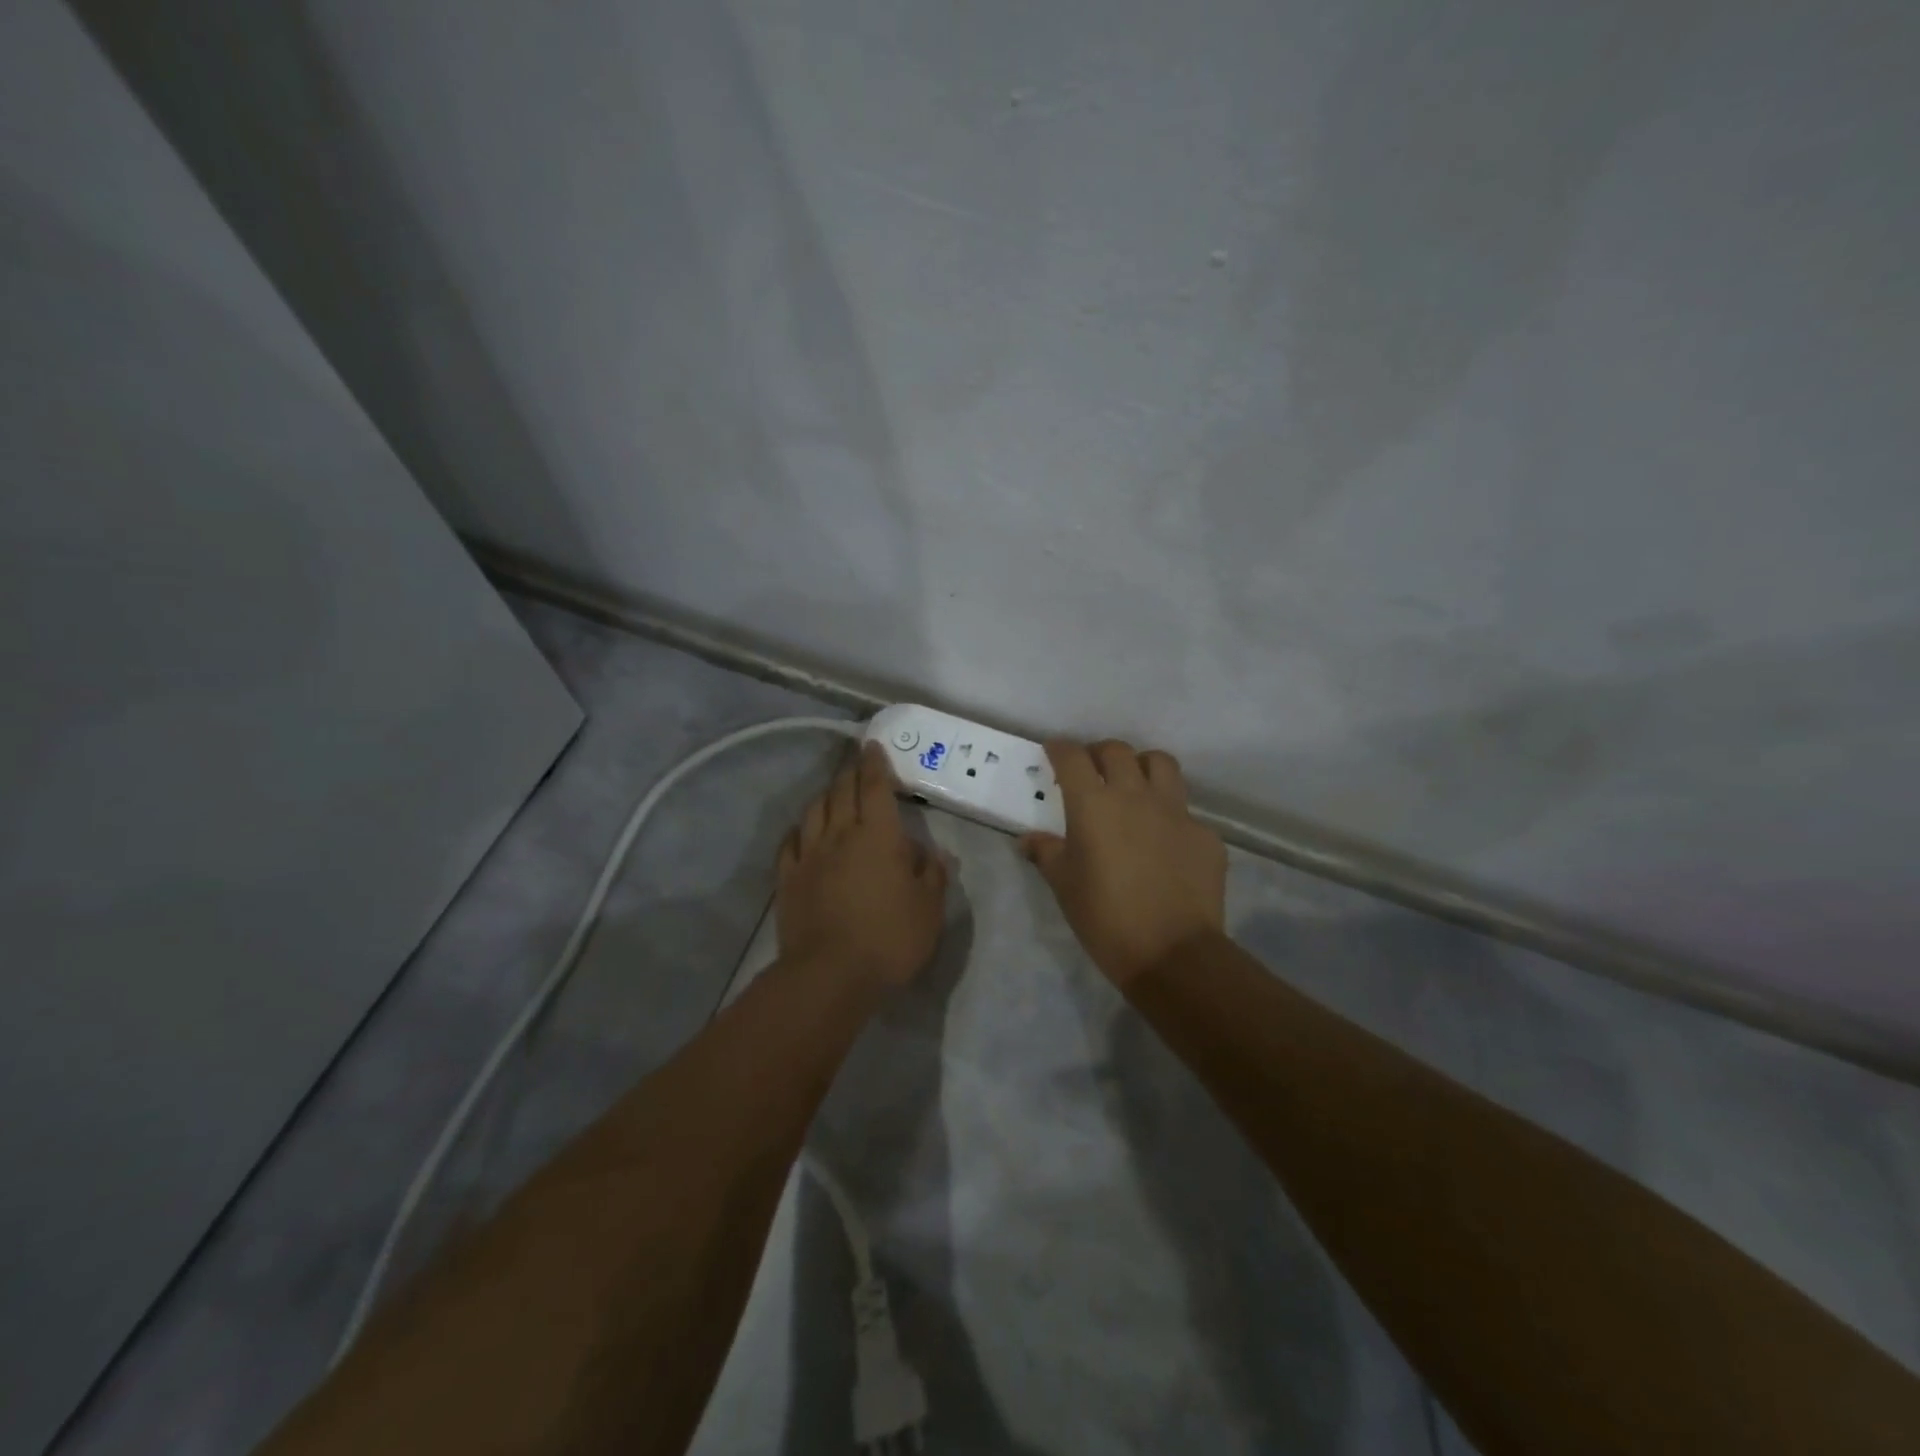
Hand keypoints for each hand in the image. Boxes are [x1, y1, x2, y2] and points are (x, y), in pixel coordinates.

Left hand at [777, 741, 947, 988]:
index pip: (875, 787)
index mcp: (878, 836)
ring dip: (825, 795)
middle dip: (850, 772)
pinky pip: (790, 843)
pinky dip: (799, 830)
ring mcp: (809, 856)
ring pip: (814, 811)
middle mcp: (840, 835)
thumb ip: (932, 874)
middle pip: (842, 792)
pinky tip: (802, 831)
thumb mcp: (929, 908)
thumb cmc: (890, 938)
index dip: (874, 763)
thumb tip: (932, 851)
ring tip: (832, 792)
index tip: (872, 746)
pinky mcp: (788, 880)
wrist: (830, 974)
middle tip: (856, 762)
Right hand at [1020, 739, 1225, 987]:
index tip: (1053, 752)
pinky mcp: (1205, 834)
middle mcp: (1135, 795)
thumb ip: (1046, 853)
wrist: (1172, 953)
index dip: (1060, 749)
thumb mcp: (1064, 886)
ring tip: (1134, 785)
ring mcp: (1176, 812)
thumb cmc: (1105, 917)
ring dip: (1142, 766)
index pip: (1073, 757)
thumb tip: (1028, 839)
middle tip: (1091, 771)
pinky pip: (1186, 811)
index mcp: (1094, 804)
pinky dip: (1170, 815)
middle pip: (1117, 751)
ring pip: (1161, 764)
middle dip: (1099, 753)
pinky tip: (1165, 841)